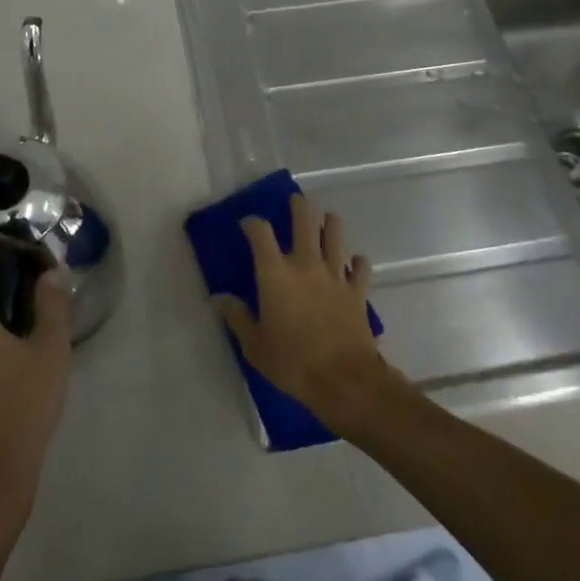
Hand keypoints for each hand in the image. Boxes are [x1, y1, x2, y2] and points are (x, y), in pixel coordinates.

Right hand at [212, 193, 399, 434]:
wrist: (344, 380)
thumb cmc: (292, 362)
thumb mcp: (255, 345)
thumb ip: (237, 317)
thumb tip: (219, 298)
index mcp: (275, 274)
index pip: (260, 233)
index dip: (253, 223)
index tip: (248, 224)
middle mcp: (305, 264)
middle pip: (305, 221)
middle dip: (299, 207)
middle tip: (296, 200)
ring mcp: (335, 275)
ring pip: (335, 235)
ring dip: (331, 224)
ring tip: (327, 220)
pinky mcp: (357, 291)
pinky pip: (361, 267)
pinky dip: (357, 262)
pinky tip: (353, 264)